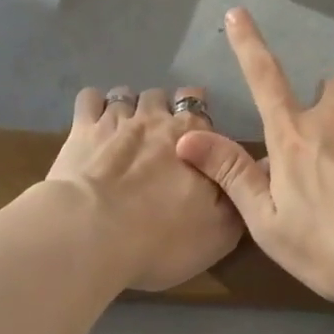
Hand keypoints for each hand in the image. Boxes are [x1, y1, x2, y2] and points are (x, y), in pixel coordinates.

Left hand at [43, 84, 243, 291]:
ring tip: (125, 130)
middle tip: (159, 138)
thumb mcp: (220, 233)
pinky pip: (90, 99)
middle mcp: (158, 119)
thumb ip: (238, 198)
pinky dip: (94, 105)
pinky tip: (93, 123)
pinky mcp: (81, 129)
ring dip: (129, 106)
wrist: (95, 236)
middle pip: (164, 96)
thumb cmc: (163, 239)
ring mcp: (116, 120)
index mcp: (196, 138)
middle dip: (163, 110)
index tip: (196, 143)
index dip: (199, 124)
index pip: (202, 110)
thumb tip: (252, 173)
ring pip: (127, 94)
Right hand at [175, 9, 333, 305]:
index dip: (247, 44)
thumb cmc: (333, 249)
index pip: (263, 78)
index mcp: (292, 136)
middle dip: (326, 109)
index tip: (237, 13)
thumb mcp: (269, 223)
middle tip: (331, 154)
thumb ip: (231, 175)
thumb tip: (187, 137)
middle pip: (327, 88)